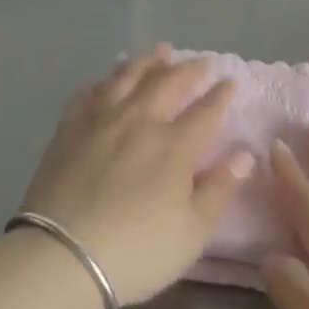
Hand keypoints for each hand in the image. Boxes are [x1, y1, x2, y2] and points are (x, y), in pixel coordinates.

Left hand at [19, 46, 251, 305]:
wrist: (62, 257)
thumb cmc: (137, 251)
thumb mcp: (193, 231)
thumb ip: (220, 188)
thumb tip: (246, 154)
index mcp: (174, 145)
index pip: (205, 111)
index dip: (220, 94)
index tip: (230, 81)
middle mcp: (140, 121)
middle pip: (168, 83)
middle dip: (188, 70)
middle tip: (201, 61)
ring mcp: (102, 120)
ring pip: (128, 77)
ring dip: (148, 62)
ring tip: (160, 51)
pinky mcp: (69, 129)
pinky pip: (90, 93)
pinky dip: (104, 81)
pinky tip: (107, 80)